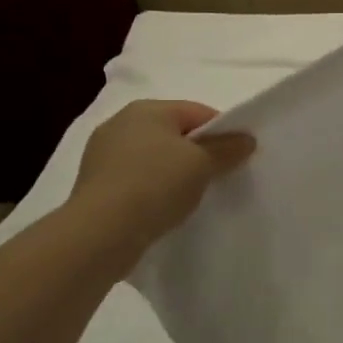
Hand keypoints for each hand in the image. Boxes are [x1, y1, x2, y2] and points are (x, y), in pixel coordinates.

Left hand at [68, 100, 254, 255]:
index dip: (223, 132)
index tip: (238, 157)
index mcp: (147, 109)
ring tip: (192, 198)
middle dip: (198, 153)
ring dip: (175, 173)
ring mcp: (103, 154)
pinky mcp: (96, 185)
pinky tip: (165, 209)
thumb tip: (246, 139)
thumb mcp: (202, 164)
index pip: (197, 112)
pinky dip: (154, 190)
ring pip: (154, 158)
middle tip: (219, 178)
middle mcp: (121, 123)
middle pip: (174, 134)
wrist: (101, 233)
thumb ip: (227, 148)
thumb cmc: (155, 185)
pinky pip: (137, 180)